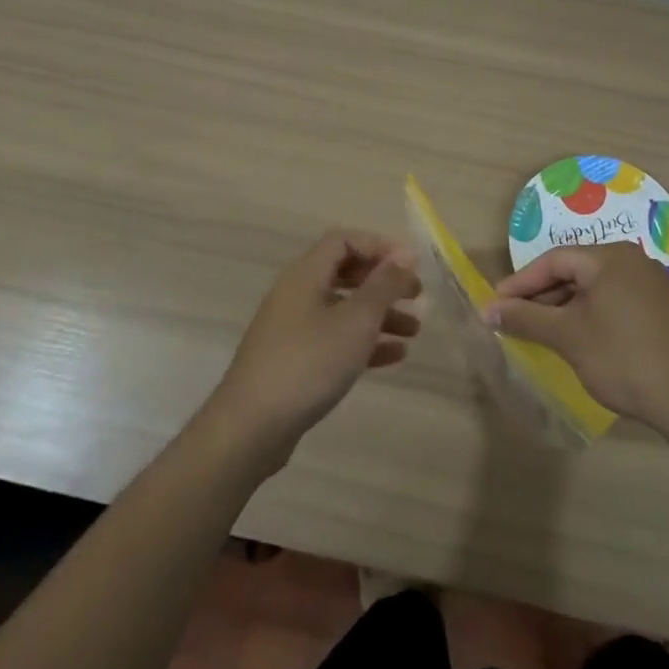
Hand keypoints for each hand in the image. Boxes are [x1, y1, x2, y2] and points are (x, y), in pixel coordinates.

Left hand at [206, 229, 421, 466]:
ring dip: (379, 315)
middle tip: (416, 296)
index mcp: (305, 275)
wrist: (251, 427)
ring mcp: (292, 328)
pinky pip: (334, 339)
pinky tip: (394, 356)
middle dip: (383, 282)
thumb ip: (384, 285)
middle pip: (345, 273)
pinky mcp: (293, 360)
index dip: (380, 246)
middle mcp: (296, 294)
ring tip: (414, 331)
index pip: (344, 241)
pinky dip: (363, 342)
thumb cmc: (309, 363)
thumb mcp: (356, 321)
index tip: (411, 265)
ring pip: (343, 309)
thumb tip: (405, 254)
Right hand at [486, 242, 668, 439]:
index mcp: (609, 257)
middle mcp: (632, 261)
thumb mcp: (568, 337)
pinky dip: (589, 316)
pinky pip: (614, 301)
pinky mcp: (662, 309)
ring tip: (541, 334)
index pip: (553, 260)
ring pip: (594, 288)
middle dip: (541, 296)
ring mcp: (651, 284)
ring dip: (564, 308)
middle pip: (574, 271)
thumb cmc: (624, 358)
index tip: (495, 306)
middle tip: (514, 321)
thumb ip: (526, 319)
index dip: (520, 283)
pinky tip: (578, 340)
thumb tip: (488, 310)